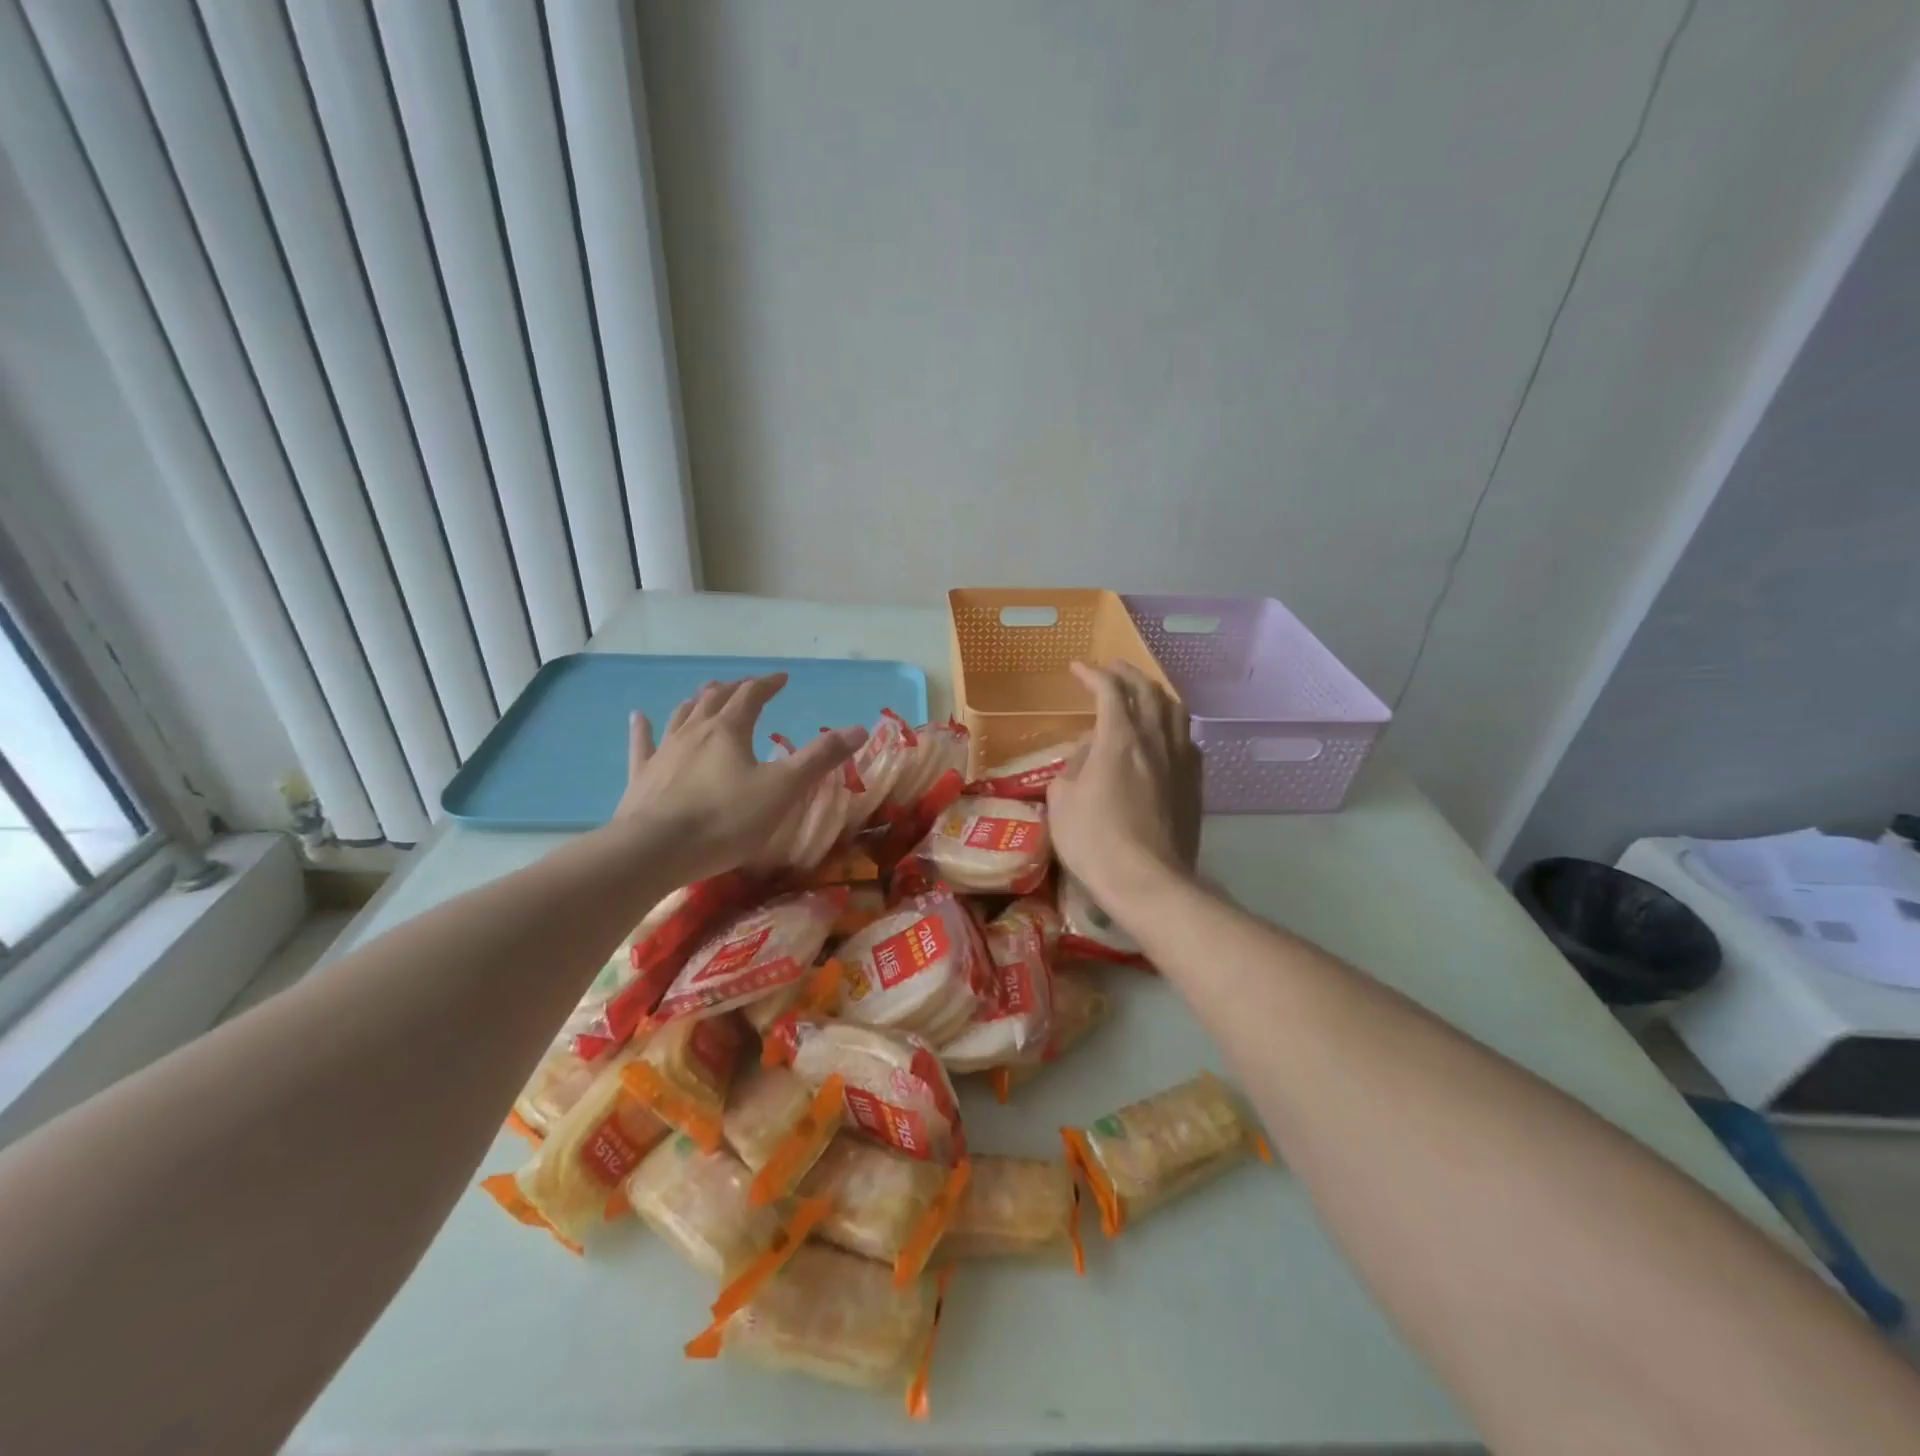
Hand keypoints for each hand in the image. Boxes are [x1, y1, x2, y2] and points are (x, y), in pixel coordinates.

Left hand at [612, 674, 865, 881]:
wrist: (655, 851)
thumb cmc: (726, 820)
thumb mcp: (783, 789)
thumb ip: (820, 758)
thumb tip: (859, 728)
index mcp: (730, 730)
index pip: (752, 695)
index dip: (768, 683)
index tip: (782, 678)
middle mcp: (695, 731)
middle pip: (715, 699)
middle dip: (735, 689)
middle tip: (748, 686)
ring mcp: (664, 752)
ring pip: (681, 715)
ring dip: (697, 701)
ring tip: (706, 695)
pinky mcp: (641, 776)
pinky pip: (642, 744)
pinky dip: (643, 728)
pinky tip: (638, 717)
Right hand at [1046, 662, 1201, 910]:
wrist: (1148, 881)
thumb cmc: (1095, 841)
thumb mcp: (1062, 800)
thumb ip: (1073, 766)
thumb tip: (1089, 753)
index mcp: (1119, 739)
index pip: (1110, 691)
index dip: (1093, 675)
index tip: (1078, 669)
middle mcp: (1155, 740)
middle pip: (1148, 691)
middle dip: (1127, 674)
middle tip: (1110, 670)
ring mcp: (1181, 761)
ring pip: (1175, 710)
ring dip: (1156, 693)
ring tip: (1142, 692)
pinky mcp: (1194, 784)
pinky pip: (1188, 739)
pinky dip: (1173, 724)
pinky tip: (1167, 734)